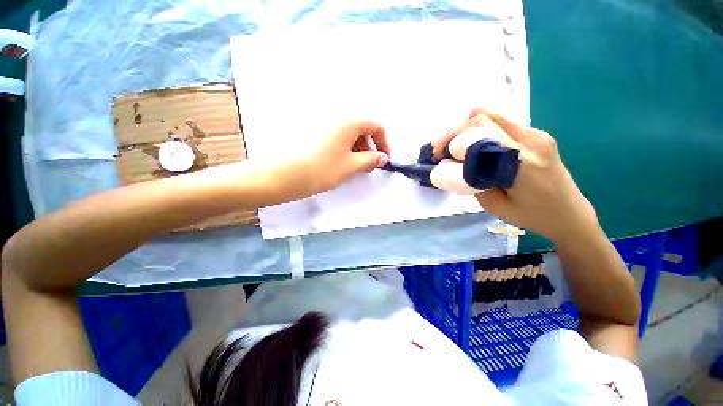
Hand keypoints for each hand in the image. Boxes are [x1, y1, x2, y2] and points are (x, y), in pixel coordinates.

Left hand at [265, 120, 389, 203]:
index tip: (384, 159)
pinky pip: (337, 136)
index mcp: (349, 121)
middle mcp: (337, 117)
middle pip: (362, 128)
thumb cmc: (325, 169)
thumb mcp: (352, 165)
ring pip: (349, 133)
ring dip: (358, 148)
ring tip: (355, 166)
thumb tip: (383, 158)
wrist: (288, 174)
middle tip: (369, 166)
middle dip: (370, 147)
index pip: (376, 126)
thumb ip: (371, 159)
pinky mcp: (315, 132)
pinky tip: (342, 161)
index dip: (384, 142)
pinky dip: (345, 147)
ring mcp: (324, 124)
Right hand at [433, 109, 598, 243]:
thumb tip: (450, 163)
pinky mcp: (539, 136)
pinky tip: (475, 147)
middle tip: (442, 148)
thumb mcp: (493, 204)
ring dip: (469, 128)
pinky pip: (504, 124)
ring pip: (494, 116)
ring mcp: (538, 135)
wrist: (570, 214)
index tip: (437, 153)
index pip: (479, 132)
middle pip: (484, 117)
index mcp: (520, 161)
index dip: (452, 137)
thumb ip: (471, 180)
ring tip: (455, 147)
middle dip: (456, 130)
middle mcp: (531, 140)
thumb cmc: (532, 216)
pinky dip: (483, 131)